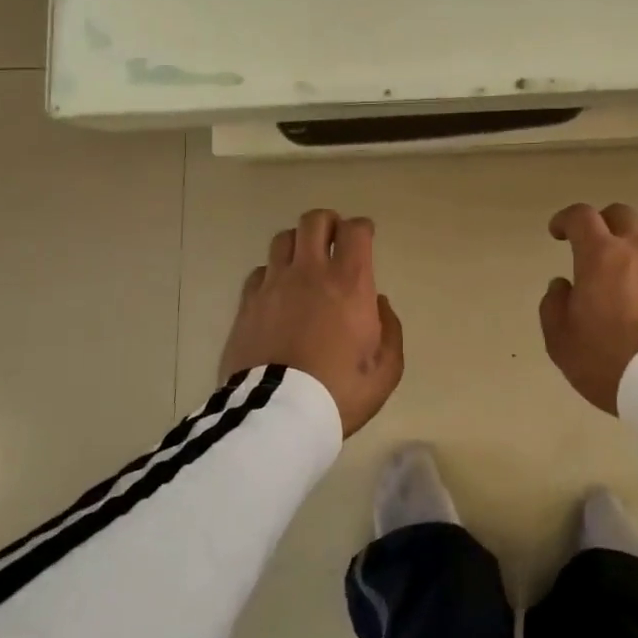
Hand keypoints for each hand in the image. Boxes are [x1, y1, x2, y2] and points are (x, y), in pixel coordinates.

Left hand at [218, 209, 403, 436]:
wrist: (277, 416)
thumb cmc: (339, 392)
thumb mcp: (386, 370)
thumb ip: (390, 330)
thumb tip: (378, 303)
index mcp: (349, 283)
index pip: (355, 230)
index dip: (363, 228)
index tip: (366, 237)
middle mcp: (310, 272)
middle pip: (314, 221)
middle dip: (328, 223)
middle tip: (335, 239)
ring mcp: (274, 285)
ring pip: (283, 239)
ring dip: (298, 244)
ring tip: (304, 262)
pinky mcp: (247, 303)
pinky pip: (260, 271)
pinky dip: (272, 273)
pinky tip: (278, 292)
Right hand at [539, 202, 637, 414]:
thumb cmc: (610, 358)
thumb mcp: (562, 340)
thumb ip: (554, 306)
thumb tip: (562, 285)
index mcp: (600, 255)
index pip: (581, 217)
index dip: (566, 219)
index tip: (558, 232)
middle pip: (621, 215)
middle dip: (603, 223)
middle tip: (594, 244)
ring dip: (636, 240)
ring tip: (629, 264)